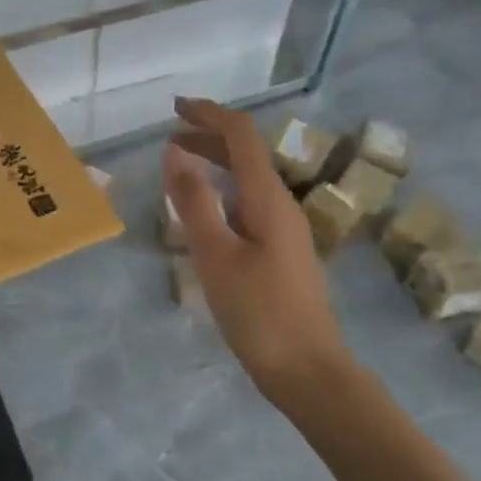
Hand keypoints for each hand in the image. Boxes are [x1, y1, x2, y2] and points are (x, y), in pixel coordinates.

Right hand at [165, 98, 346, 399]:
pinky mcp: (283, 251)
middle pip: (247, 153)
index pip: (242, 135)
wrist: (310, 373)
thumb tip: (175, 151)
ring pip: (249, 178)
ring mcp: (286, 228)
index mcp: (268, 198)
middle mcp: (281, 204)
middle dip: (209, 135)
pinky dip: (223, 190)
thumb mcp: (216, 256)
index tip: (175, 107)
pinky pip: (250, 202)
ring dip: (216, 162)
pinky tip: (205, 210)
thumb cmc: (259, 314)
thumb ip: (195, 201)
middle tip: (170, 134)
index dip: (210, 114)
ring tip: (180, 165)